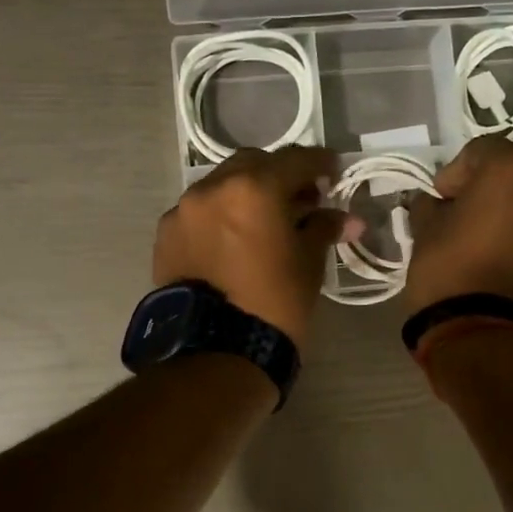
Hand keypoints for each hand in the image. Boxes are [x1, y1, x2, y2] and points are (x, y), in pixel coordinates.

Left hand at [153, 146, 353, 350]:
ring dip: (244, 195)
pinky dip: (218, 217)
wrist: (216, 352)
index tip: (333, 172)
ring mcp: (184, 210)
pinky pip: (198, 213)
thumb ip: (323, 229)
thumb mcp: (308, 264)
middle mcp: (213, 188)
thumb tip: (346, 219)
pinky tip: (230, 242)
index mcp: (254, 188)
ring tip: (262, 222)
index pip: (295, 160)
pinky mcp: (165, 235)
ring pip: (221, 186)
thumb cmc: (274, 303)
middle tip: (299, 199)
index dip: (319, 163)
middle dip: (278, 176)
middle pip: (253, 165)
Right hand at [404, 137, 512, 324]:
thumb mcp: (425, 231)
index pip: (481, 151)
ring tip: (485, 236)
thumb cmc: (450, 270)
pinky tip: (504, 254)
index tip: (438, 199)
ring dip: (512, 208)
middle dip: (487, 187)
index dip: (454, 173)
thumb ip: (430, 206)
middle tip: (461, 213)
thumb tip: (434, 203)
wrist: (487, 332)